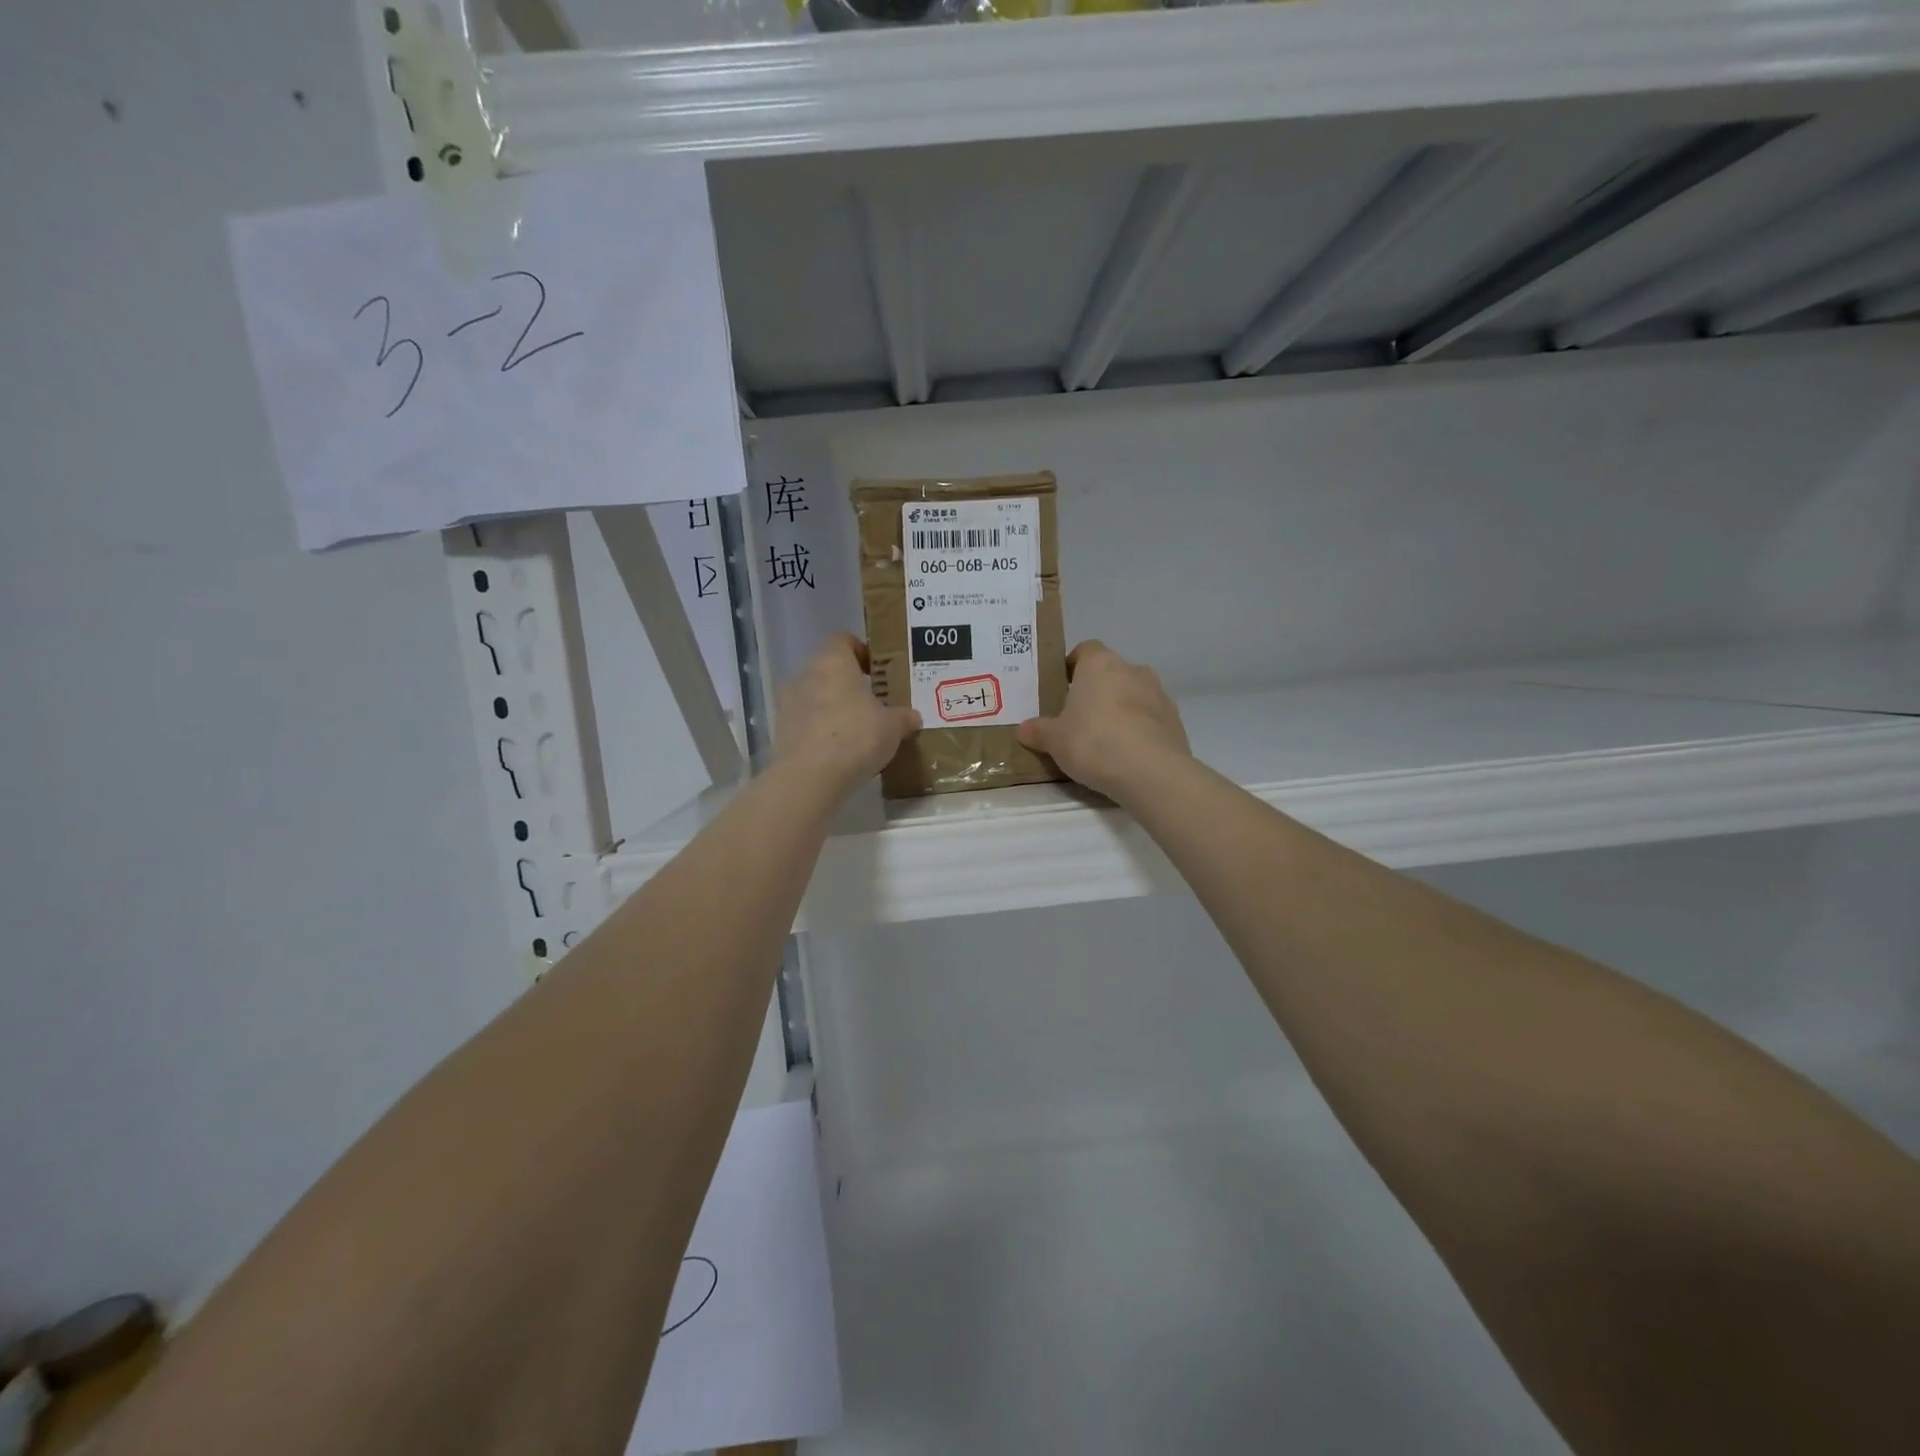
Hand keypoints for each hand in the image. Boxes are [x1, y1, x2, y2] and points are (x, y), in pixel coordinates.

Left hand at [775, 634, 920, 793]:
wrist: (809, 778)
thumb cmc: (856, 737)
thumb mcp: (893, 727)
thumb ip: (903, 717)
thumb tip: (912, 717)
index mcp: (833, 662)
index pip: (843, 640)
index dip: (861, 650)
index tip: (877, 670)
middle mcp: (805, 675)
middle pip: (828, 670)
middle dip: (848, 684)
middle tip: (873, 704)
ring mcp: (787, 704)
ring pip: (814, 697)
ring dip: (832, 708)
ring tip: (856, 731)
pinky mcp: (780, 731)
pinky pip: (805, 723)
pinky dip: (820, 731)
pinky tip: (838, 752)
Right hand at [1016, 640, 1190, 801]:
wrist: (1151, 772)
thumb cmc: (1094, 742)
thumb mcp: (1055, 740)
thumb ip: (1039, 731)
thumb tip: (1024, 729)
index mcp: (1100, 664)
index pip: (1086, 650)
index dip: (1073, 666)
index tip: (1062, 687)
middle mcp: (1132, 670)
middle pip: (1111, 673)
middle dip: (1097, 691)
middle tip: (1079, 718)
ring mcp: (1159, 694)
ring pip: (1133, 694)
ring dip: (1121, 709)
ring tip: (1105, 740)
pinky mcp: (1175, 720)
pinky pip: (1150, 718)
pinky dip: (1139, 729)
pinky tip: (1127, 754)